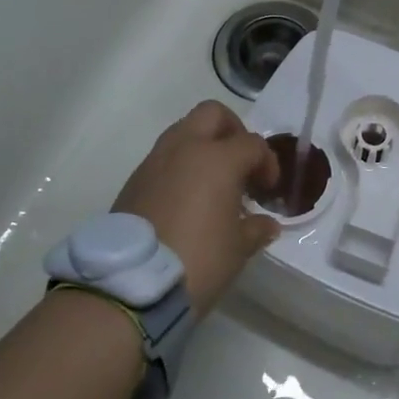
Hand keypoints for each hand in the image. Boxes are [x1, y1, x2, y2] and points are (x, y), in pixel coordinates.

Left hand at [114, 100, 280, 316]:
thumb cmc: (198, 260)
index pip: (252, 144)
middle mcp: (185, 148)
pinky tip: (186, 199)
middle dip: (232, 131)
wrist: (130, 284)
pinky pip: (164, 158)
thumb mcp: (238, 249)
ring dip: (202, 146)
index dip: (267, 163)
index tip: (268, 190)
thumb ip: (256, 228)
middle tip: (241, 163)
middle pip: (213, 114)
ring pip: (184, 131)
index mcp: (218, 158)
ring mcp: (155, 161)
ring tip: (213, 183)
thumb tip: (267, 223)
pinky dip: (180, 166)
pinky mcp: (134, 180)